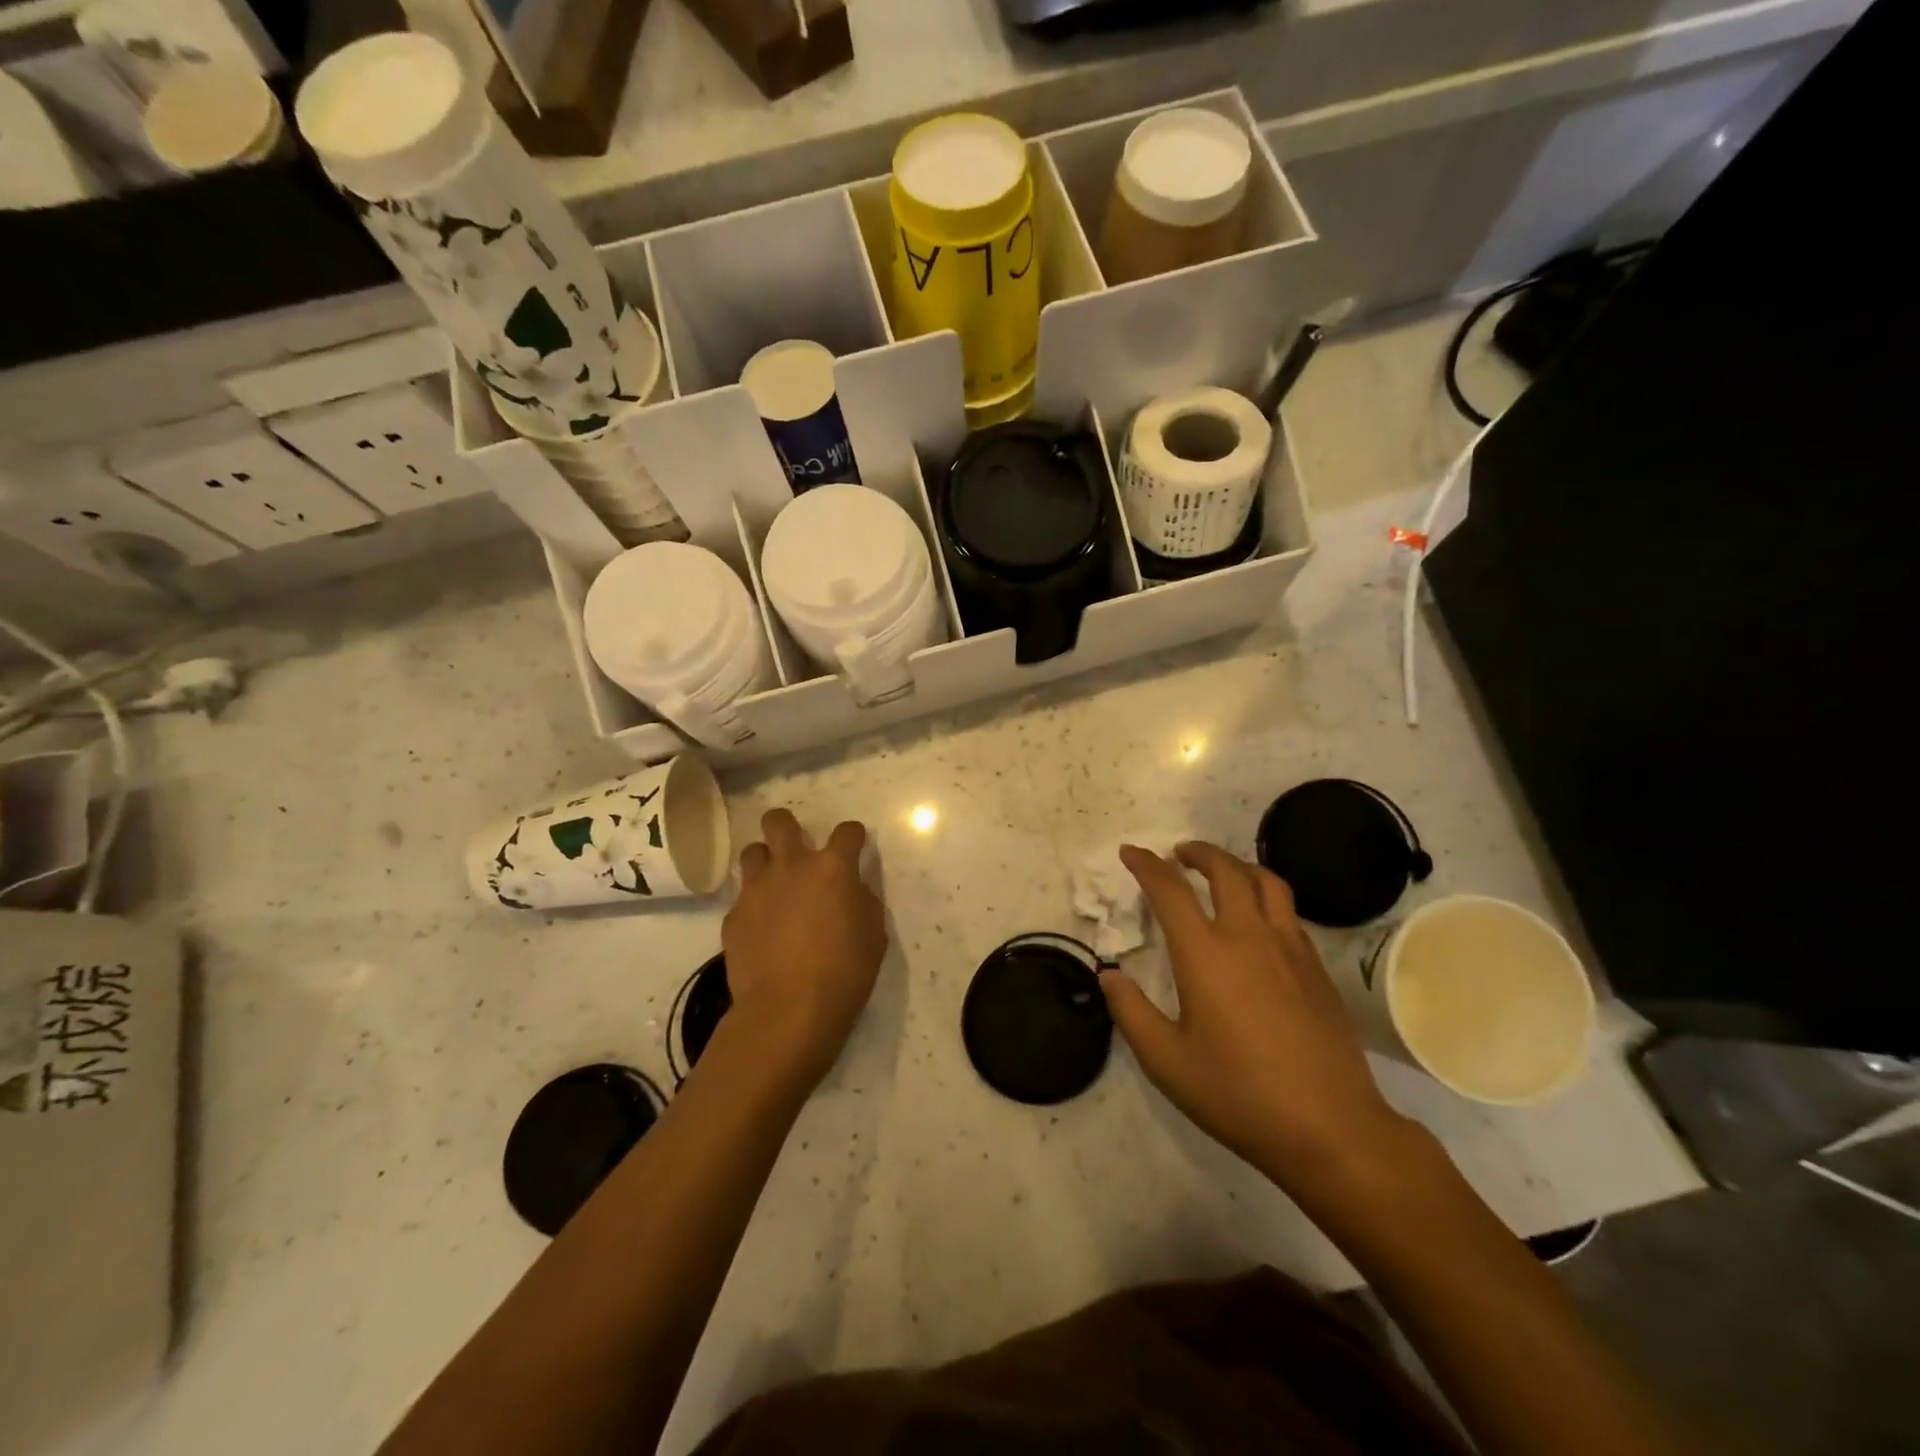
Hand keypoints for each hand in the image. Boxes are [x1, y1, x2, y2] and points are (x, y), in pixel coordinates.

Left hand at [720, 809, 887, 1084]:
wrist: (788, 1011)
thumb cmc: (845, 973)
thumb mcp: (873, 935)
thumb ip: (861, 901)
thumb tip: (851, 891)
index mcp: (833, 869)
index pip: (846, 832)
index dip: (853, 836)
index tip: (854, 845)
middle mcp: (791, 867)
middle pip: (778, 822)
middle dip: (786, 825)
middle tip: (795, 845)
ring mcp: (757, 890)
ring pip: (751, 852)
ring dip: (765, 861)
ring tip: (773, 882)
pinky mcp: (733, 916)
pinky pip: (742, 897)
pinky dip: (753, 904)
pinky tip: (762, 928)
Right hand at [1100, 841, 1418, 1202]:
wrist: (1330, 1128)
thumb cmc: (1238, 1094)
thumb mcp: (1166, 1061)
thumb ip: (1131, 1012)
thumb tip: (1109, 975)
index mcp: (1205, 953)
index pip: (1170, 890)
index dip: (1145, 864)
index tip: (1130, 852)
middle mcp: (1248, 936)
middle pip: (1225, 870)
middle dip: (1198, 852)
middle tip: (1178, 854)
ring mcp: (1289, 948)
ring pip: (1266, 882)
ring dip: (1237, 866)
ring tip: (1221, 872)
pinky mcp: (1317, 967)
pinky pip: (1288, 912)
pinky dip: (1265, 897)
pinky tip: (1257, 920)